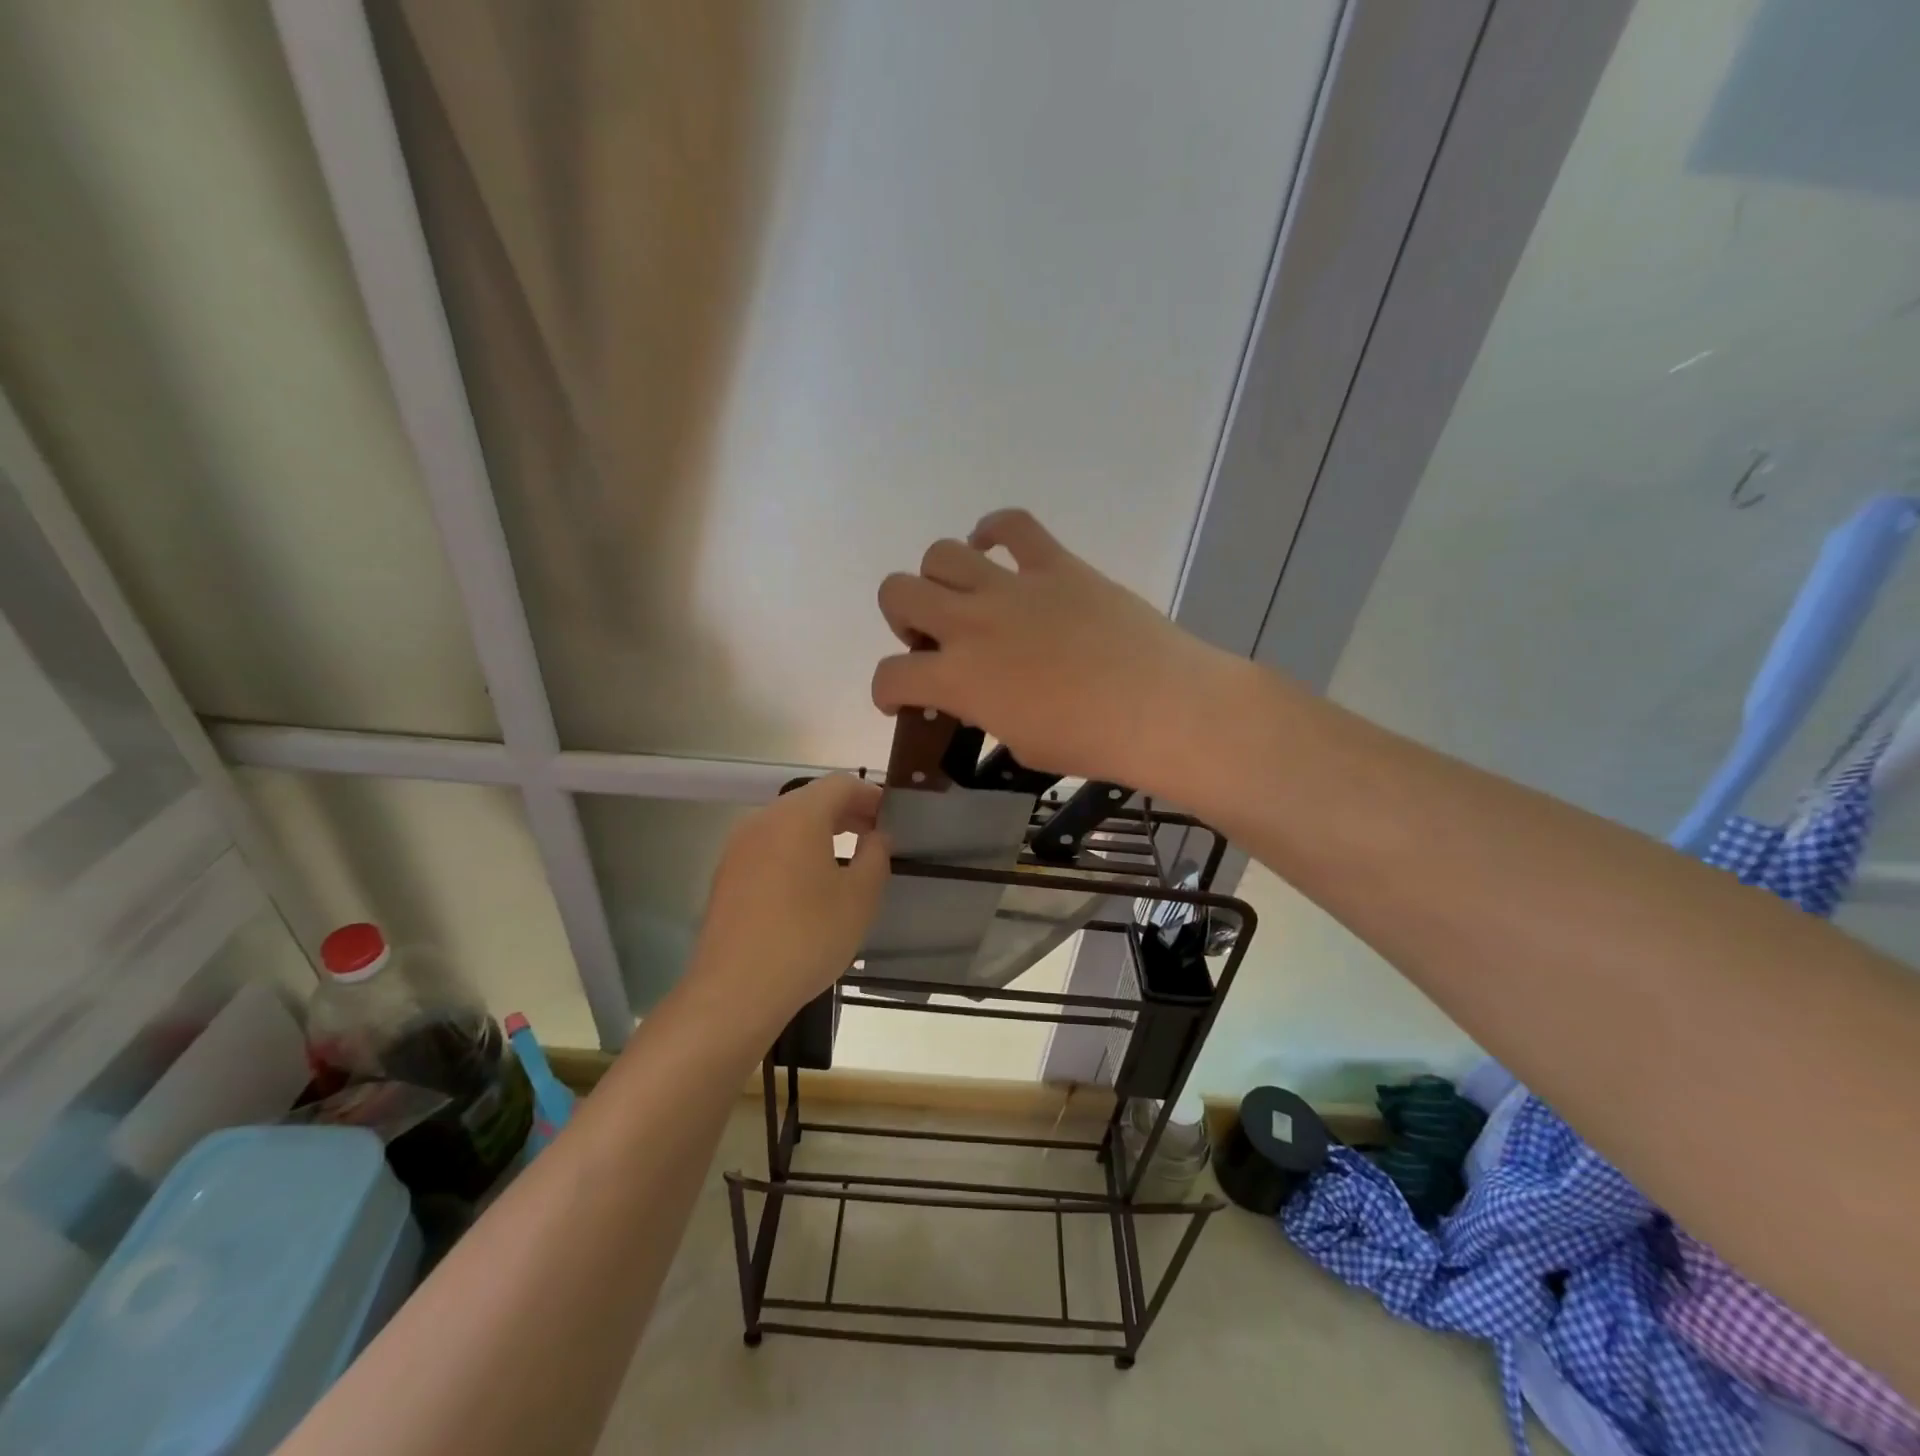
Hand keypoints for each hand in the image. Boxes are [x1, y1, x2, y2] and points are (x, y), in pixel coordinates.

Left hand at [681, 775, 889, 1043]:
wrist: (735, 990)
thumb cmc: (807, 937)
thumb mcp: (860, 897)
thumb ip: (875, 856)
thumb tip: (876, 836)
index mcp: (798, 816)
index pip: (840, 784)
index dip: (870, 795)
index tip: (891, 819)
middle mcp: (763, 820)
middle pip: (811, 800)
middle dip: (846, 812)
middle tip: (875, 837)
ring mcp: (738, 847)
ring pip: (787, 824)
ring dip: (820, 832)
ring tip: (846, 860)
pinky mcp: (726, 875)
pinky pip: (769, 847)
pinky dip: (795, 851)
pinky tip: (809, 885)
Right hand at [871, 509, 1242, 793]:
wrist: (1159, 707)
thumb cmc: (1090, 742)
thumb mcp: (1020, 743)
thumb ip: (985, 713)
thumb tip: (979, 695)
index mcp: (958, 678)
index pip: (890, 676)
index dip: (885, 690)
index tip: (900, 697)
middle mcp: (971, 623)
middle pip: (897, 593)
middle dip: (902, 618)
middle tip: (931, 639)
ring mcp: (1012, 587)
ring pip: (941, 554)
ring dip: (939, 577)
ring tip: (963, 596)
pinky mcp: (1055, 564)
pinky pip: (1012, 524)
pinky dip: (994, 529)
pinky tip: (995, 546)